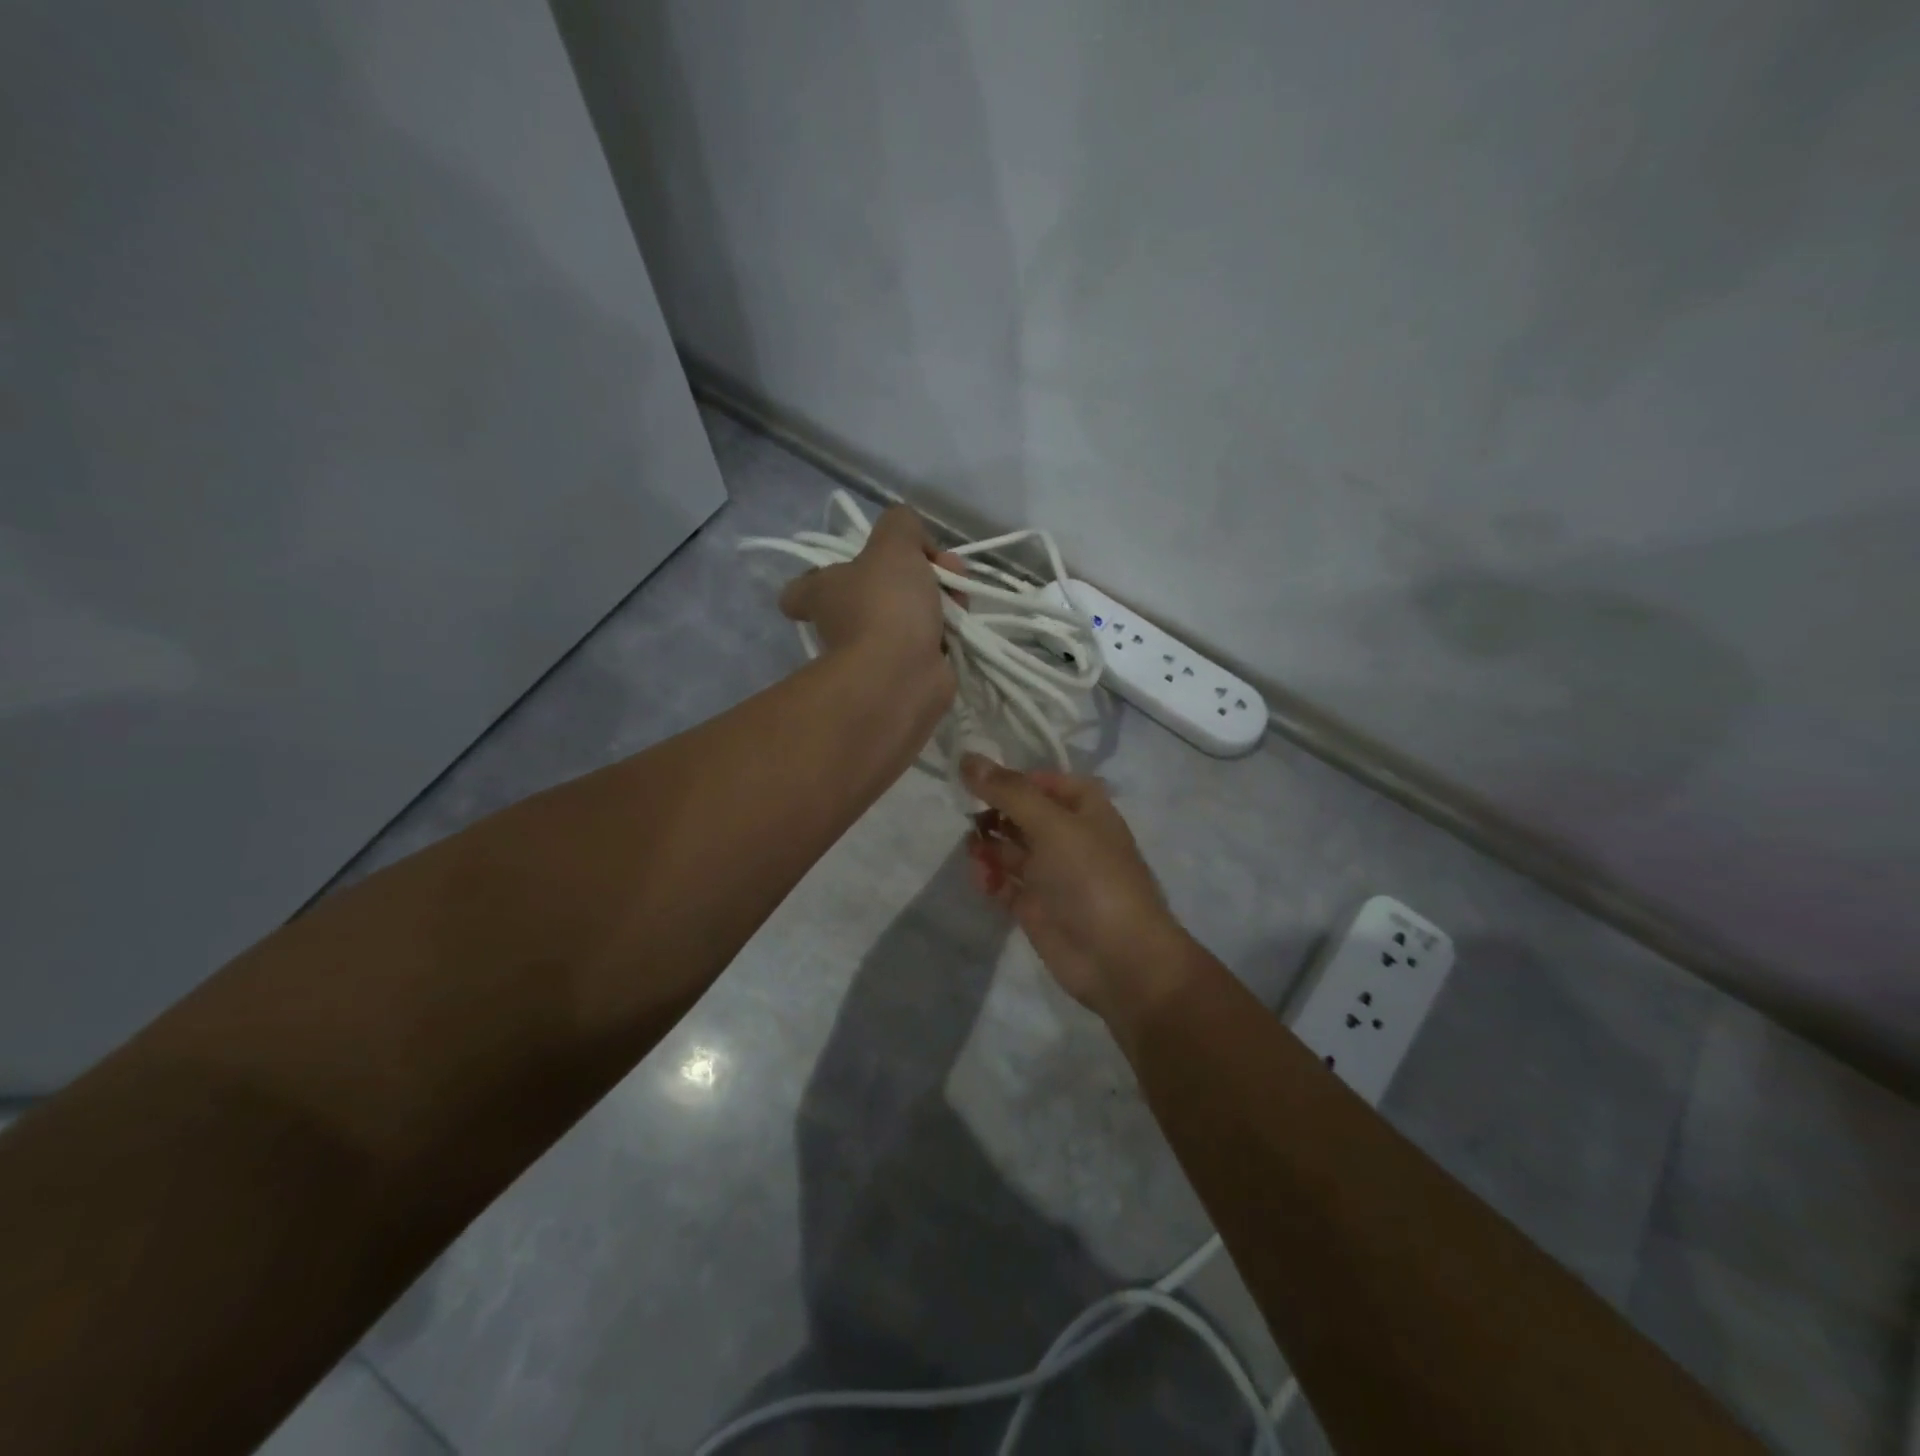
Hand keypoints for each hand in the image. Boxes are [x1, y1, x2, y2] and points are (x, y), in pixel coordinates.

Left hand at [780, 506, 960, 680]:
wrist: (902, 675)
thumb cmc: (885, 604)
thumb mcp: (893, 543)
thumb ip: (900, 524)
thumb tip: (913, 541)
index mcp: (822, 593)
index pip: (802, 590)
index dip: (822, 577)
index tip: (855, 568)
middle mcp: (841, 624)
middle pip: (875, 591)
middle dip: (914, 572)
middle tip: (941, 567)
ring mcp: (874, 652)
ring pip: (908, 614)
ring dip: (939, 598)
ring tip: (960, 592)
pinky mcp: (907, 672)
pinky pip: (929, 641)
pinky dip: (948, 630)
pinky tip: (963, 620)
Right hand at [961, 755, 1194, 1021]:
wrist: (1118, 958)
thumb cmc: (1091, 878)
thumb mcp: (1052, 824)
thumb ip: (1008, 791)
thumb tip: (968, 757)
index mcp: (1083, 808)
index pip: (1041, 781)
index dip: (1010, 778)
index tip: (973, 779)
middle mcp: (1067, 835)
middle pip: (1021, 813)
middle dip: (993, 813)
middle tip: (966, 816)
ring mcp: (1051, 872)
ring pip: (1010, 847)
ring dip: (988, 845)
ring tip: (974, 851)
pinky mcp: (1036, 905)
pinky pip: (1005, 882)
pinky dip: (991, 878)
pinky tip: (983, 879)